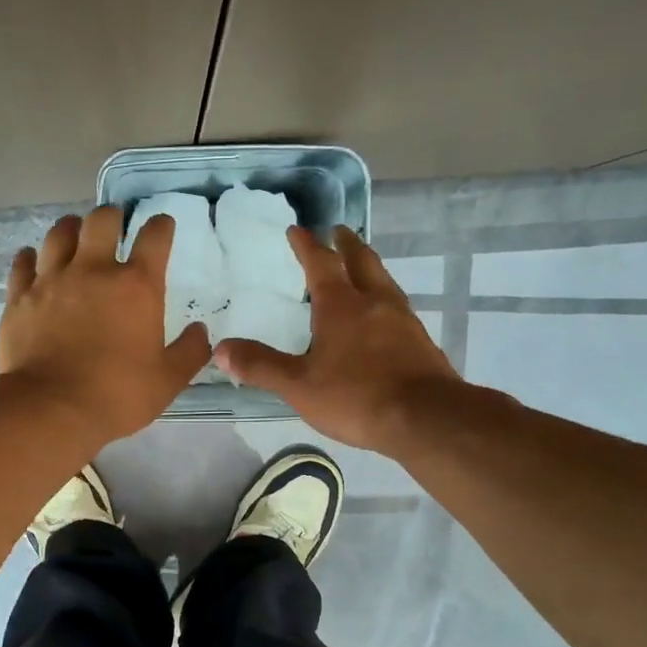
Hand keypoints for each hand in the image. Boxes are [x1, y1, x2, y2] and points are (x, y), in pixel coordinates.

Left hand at [0, 206, 210, 446]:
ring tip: (75, 236)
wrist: (50, 409)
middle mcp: (93, 270)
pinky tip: (34, 261)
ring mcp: (52, 280)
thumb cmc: (116, 395)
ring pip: (59, 233)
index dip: (161, 226)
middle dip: (112, 216)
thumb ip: (189, 352)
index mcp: (136, 286)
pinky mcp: (19, 297)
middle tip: (115, 225)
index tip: (162, 227)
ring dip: (71, 229)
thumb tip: (200, 331)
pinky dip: (31, 257)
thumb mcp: (167, 381)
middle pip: (102, 220)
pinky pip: (23, 262)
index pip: (155, 237)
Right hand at [214, 226, 460, 452]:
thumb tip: (220, 349)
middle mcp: (374, 303)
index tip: (298, 229)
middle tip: (338, 230)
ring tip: (360, 268)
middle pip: (361, 261)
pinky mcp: (421, 342)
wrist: (425, 418)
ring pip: (384, 282)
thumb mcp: (298, 385)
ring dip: (369, 268)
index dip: (306, 245)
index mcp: (341, 305)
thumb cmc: (356, 396)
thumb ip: (260, 366)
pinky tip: (383, 317)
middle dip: (346, 244)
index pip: (320, 264)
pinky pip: (398, 308)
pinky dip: (384, 299)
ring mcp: (403, 320)